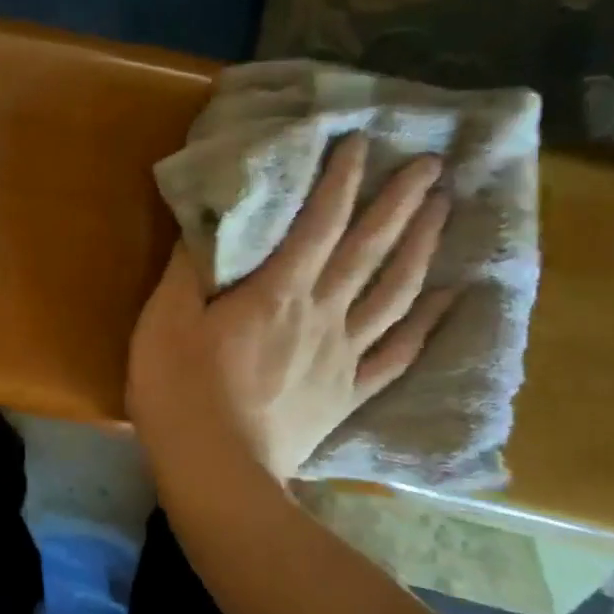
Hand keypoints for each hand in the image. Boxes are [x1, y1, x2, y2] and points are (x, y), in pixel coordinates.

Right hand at [128, 133, 457, 495]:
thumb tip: (207, 222)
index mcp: (277, 292)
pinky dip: (426, 325)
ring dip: (422, 249)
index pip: (318, 224)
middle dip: (400, 204)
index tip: (363, 142)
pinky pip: (397, 353)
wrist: (216, 470)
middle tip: (432, 165)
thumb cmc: (180, 388)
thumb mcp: (165, 318)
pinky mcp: (347, 393)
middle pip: (369, 251)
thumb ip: (189, 267)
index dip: (340, 180)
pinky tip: (448, 299)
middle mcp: (322, 314)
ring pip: (394, 293)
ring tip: (445, 213)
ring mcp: (343, 356)